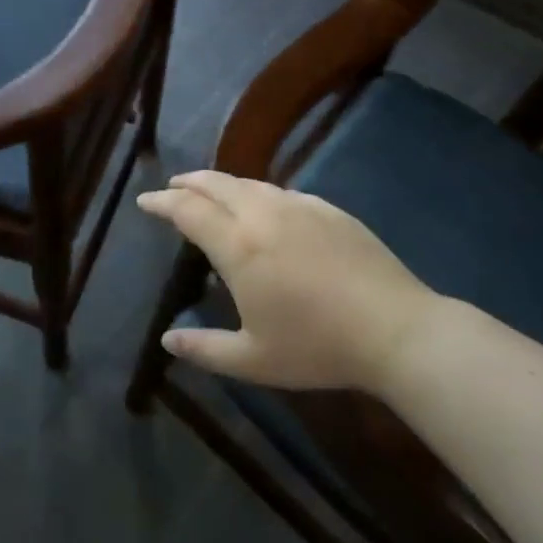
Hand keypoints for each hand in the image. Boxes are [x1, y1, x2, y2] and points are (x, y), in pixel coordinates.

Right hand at [136, 171, 448, 391]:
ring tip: (211, 192)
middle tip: (172, 187)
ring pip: (250, 183)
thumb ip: (204, 349)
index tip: (145, 201)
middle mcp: (263, 214)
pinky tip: (264, 206)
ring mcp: (300, 207)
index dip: (163, 202)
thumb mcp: (253, 360)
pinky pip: (282, 192)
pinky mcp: (330, 209)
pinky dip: (258, 192)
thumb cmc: (317, 346)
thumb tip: (167, 340)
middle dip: (189, 182)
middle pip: (216, 184)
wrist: (396, 329)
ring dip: (222, 184)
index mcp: (238, 246)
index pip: (188, 210)